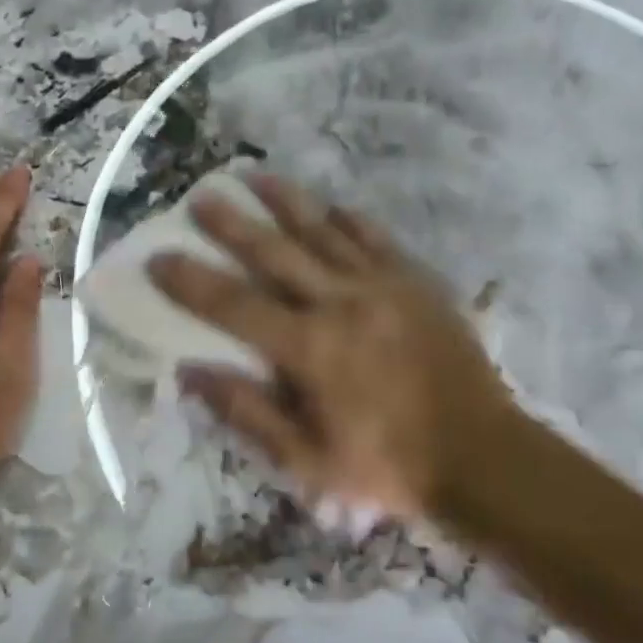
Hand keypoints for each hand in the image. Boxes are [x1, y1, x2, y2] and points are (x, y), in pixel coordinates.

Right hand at [148, 176, 520, 521]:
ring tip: (257, 176)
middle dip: (232, 224)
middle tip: (201, 197)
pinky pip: (376, 239)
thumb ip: (248, 412)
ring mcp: (383, 285)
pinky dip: (350, 221)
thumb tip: (191, 371)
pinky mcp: (416, 282)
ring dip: (286, 202)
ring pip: (324, 232)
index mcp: (310, 348)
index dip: (191, 281)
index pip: (233, 305)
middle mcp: (341, 302)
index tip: (159, 258)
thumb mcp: (307, 460)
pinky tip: (333, 207)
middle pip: (275, 253)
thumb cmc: (388, 466)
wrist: (483, 456)